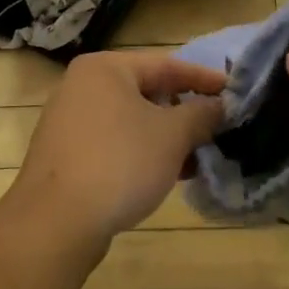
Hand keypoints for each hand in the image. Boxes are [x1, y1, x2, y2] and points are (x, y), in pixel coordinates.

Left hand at [4, 51, 226, 252]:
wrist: (55, 223)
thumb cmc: (119, 163)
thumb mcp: (172, 135)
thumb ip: (201, 114)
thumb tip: (220, 106)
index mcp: (105, 68)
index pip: (166, 65)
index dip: (203, 79)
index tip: (234, 92)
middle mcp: (82, 86)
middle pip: (147, 91)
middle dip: (184, 112)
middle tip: (217, 128)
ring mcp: (70, 121)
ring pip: (131, 121)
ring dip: (166, 137)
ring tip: (198, 157)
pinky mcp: (66, 155)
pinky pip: (114, 143)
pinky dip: (142, 152)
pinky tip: (168, 175)